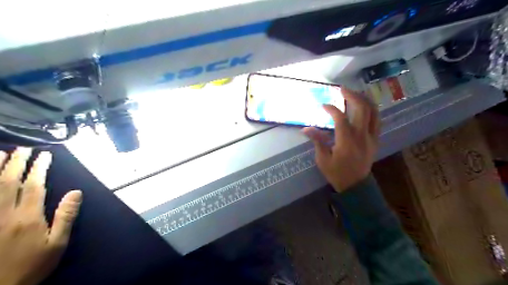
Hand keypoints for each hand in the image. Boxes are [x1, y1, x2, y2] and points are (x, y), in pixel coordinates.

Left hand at [0, 148, 82, 284]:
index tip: (44, 155)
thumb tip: (76, 192)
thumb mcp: (57, 243)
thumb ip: (65, 216)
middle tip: (23, 149)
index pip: (34, 186)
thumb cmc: (32, 264)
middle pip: (9, 183)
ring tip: (0, 154)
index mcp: (28, 217)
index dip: (39, 168)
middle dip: (16, 163)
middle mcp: (5, 214)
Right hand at [303, 88, 377, 191]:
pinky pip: (377, 120)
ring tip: (355, 93)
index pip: (340, 118)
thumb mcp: (323, 159)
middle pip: (362, 109)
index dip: (332, 109)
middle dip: (352, 96)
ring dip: (364, 99)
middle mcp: (361, 135)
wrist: (355, 185)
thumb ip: (317, 141)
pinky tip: (365, 106)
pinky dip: (371, 110)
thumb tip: (306, 128)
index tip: (323, 105)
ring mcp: (371, 137)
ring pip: (373, 112)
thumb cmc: (337, 173)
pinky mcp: (375, 139)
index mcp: (346, 141)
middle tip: (342, 89)